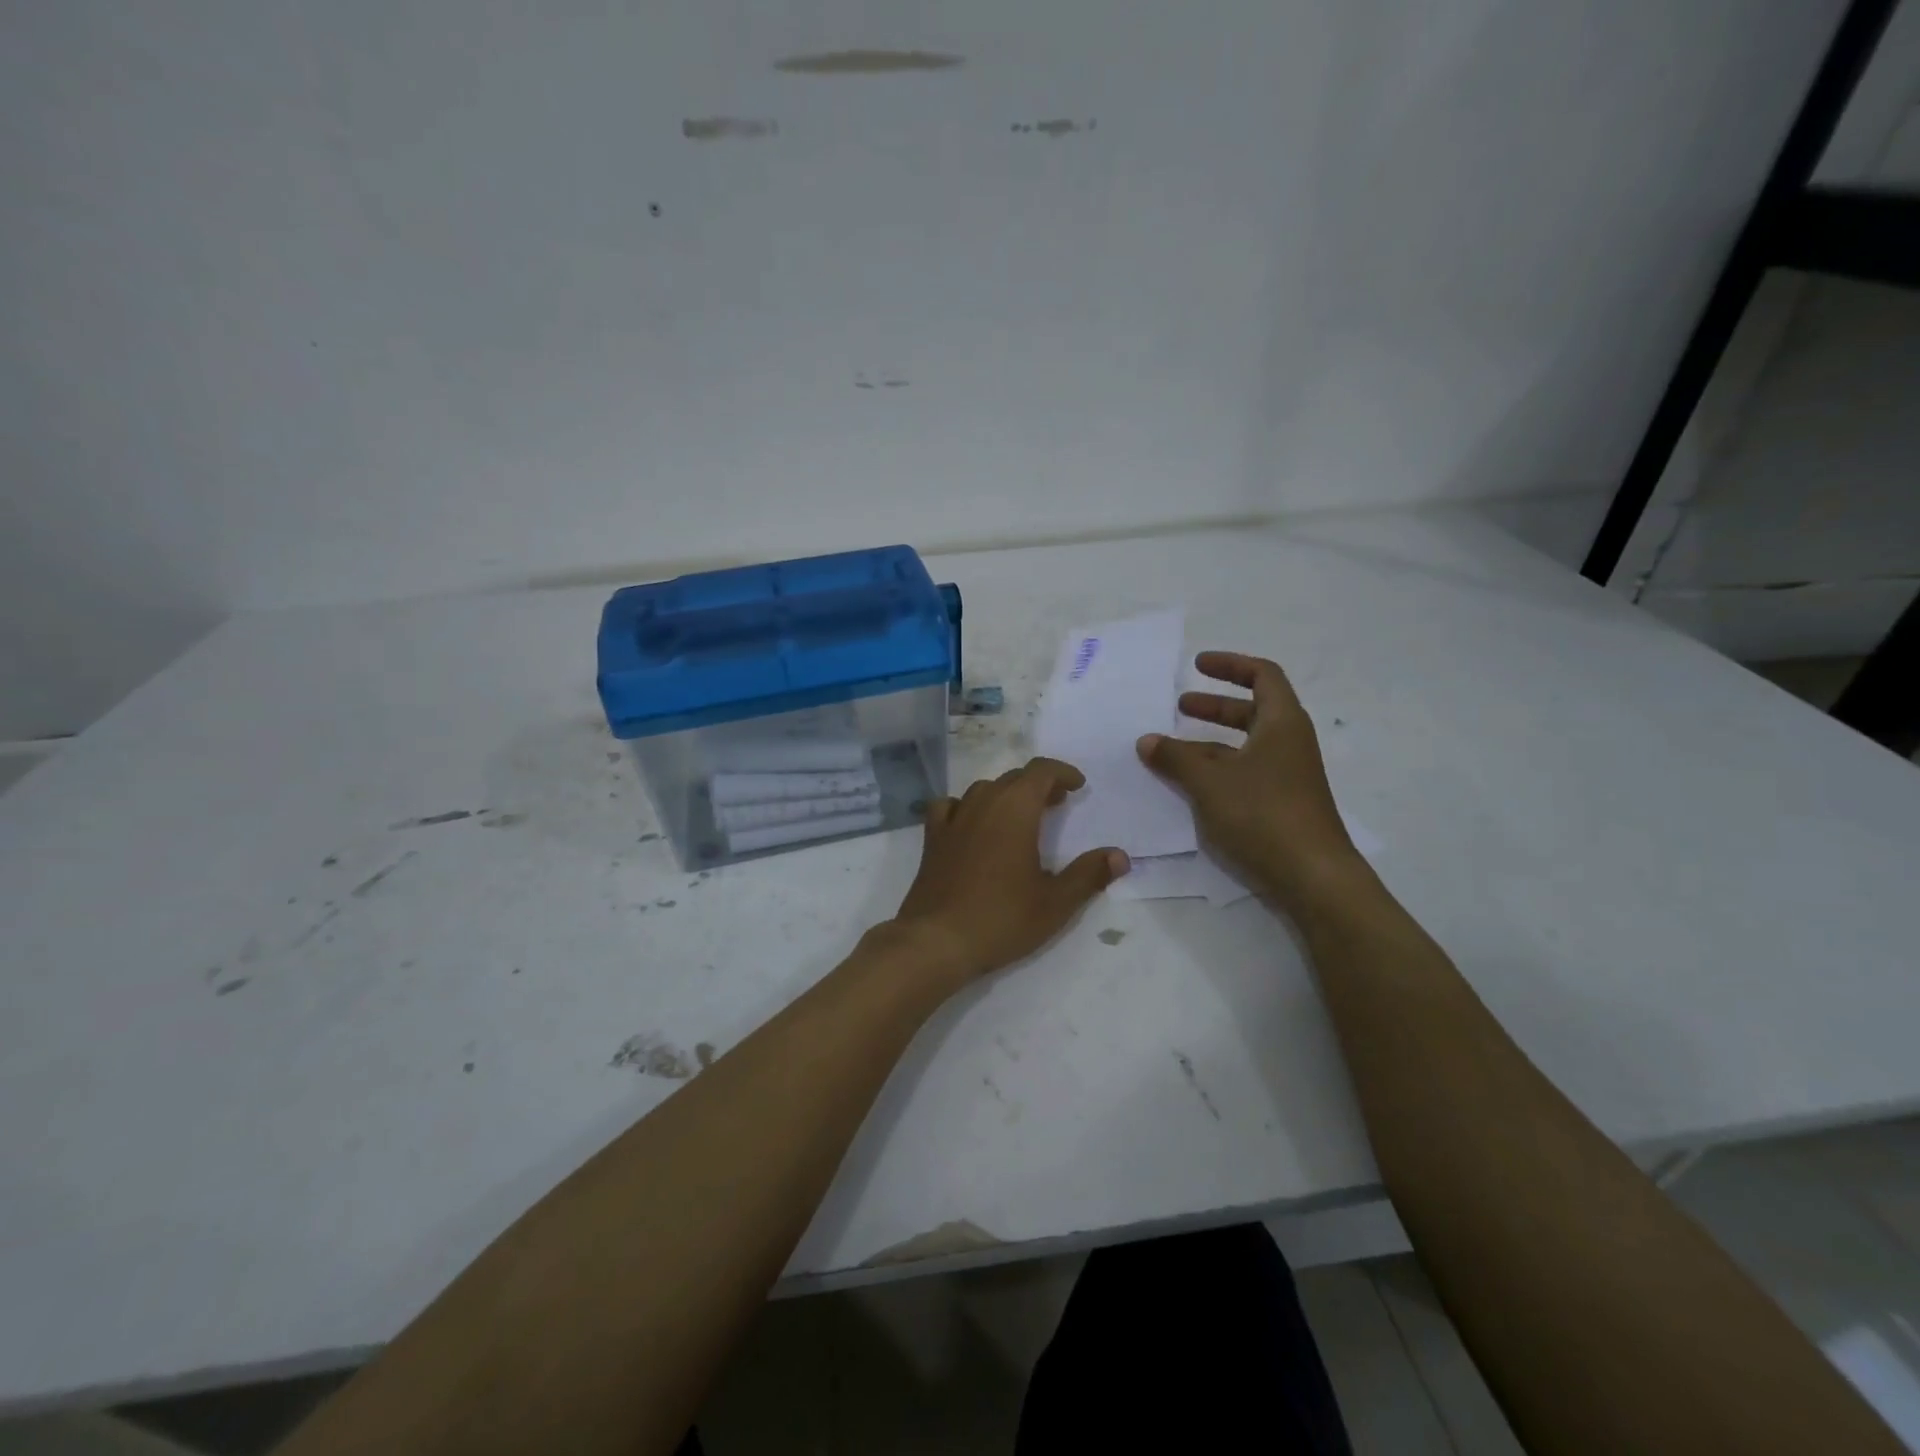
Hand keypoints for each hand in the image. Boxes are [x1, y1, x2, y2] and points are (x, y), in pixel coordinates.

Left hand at [887, 758, 1128, 984]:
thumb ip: (1089, 874)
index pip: (1041, 771)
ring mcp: (953, 818)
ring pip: (983, 789)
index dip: (1062, 772)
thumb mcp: (1056, 902)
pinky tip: (971, 824)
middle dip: (1039, 785)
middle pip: (1014, 778)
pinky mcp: (932, 837)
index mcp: (1015, 809)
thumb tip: (1119, 856)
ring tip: (1020, 815)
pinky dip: (966, 806)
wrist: (937, 940)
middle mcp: (983, 802)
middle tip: (1057, 804)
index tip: (1077, 786)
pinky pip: (950, 806)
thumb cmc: (1002, 918)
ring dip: (1006, 794)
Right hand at [1137, 652, 1361, 910]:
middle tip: (1180, 705)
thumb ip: (1175, 757)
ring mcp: (1287, 776)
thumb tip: (1146, 740)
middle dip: (1214, 705)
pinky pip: (1245, 773)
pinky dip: (1217, 769)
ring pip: (1245, 746)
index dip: (1230, 665)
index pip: (1262, 675)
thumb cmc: (1263, 814)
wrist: (1312, 877)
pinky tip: (1190, 785)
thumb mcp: (1210, 781)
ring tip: (1172, 749)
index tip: (1198, 665)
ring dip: (1210, 741)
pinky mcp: (1280, 805)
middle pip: (1252, 710)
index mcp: (1282, 723)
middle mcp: (1288, 744)